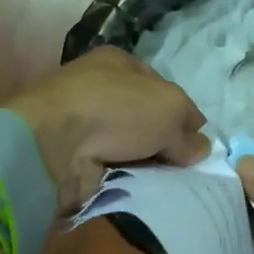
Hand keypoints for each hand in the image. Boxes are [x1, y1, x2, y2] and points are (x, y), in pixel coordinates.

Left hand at [6, 48, 210, 211]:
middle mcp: (98, 88)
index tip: (198, 142)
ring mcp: (81, 123)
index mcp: (118, 63)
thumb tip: (200, 149)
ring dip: (146, 163)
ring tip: (168, 183)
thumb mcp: (170, 109)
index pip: (162, 88)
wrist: (53, 145)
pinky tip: (140, 190)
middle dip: (165, 142)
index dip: (183, 115)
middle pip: (145, 119)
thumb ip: (188, 131)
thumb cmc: (117, 109)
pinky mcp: (71, 156)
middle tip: (185, 167)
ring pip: (129, 146)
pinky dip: (125, 179)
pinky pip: (110, 168)